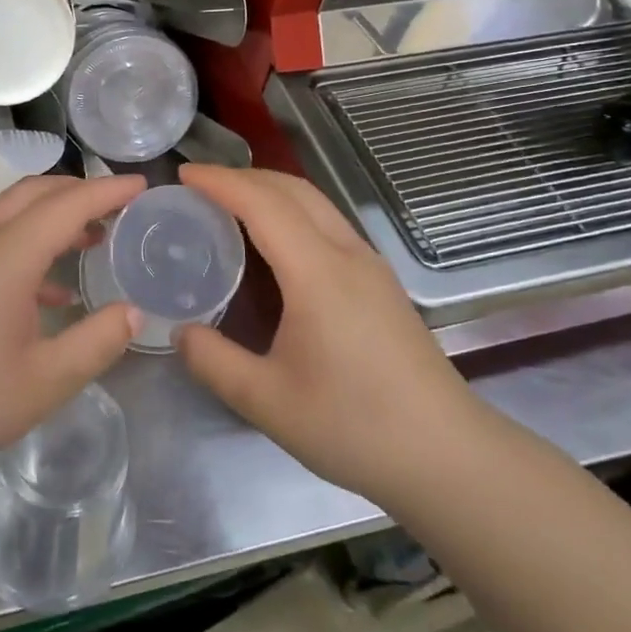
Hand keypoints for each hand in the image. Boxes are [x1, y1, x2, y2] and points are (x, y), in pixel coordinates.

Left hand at [0, 173, 145, 486]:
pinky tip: (48, 289)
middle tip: (119, 208)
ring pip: (12, 212)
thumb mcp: (46, 380)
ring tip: (91, 239)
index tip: (142, 185)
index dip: (108, 190)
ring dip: (52, 214)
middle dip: (79, 191)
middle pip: (35, 192)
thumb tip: (133, 311)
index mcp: (9, 254)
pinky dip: (29, 241)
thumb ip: (97, 341)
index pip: (68, 204)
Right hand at [174, 165, 478, 499]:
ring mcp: (371, 266)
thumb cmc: (355, 426)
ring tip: (230, 205)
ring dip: (270, 191)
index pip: (263, 204)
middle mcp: (347, 255)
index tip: (182, 174)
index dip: (220, 181)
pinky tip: (275, 244)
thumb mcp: (267, 401)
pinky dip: (292, 212)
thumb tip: (181, 332)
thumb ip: (213, 361)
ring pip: (316, 203)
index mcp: (318, 273)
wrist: (449, 457)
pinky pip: (329, 224)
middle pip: (293, 189)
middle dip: (243, 176)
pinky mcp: (382, 284)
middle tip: (199, 186)